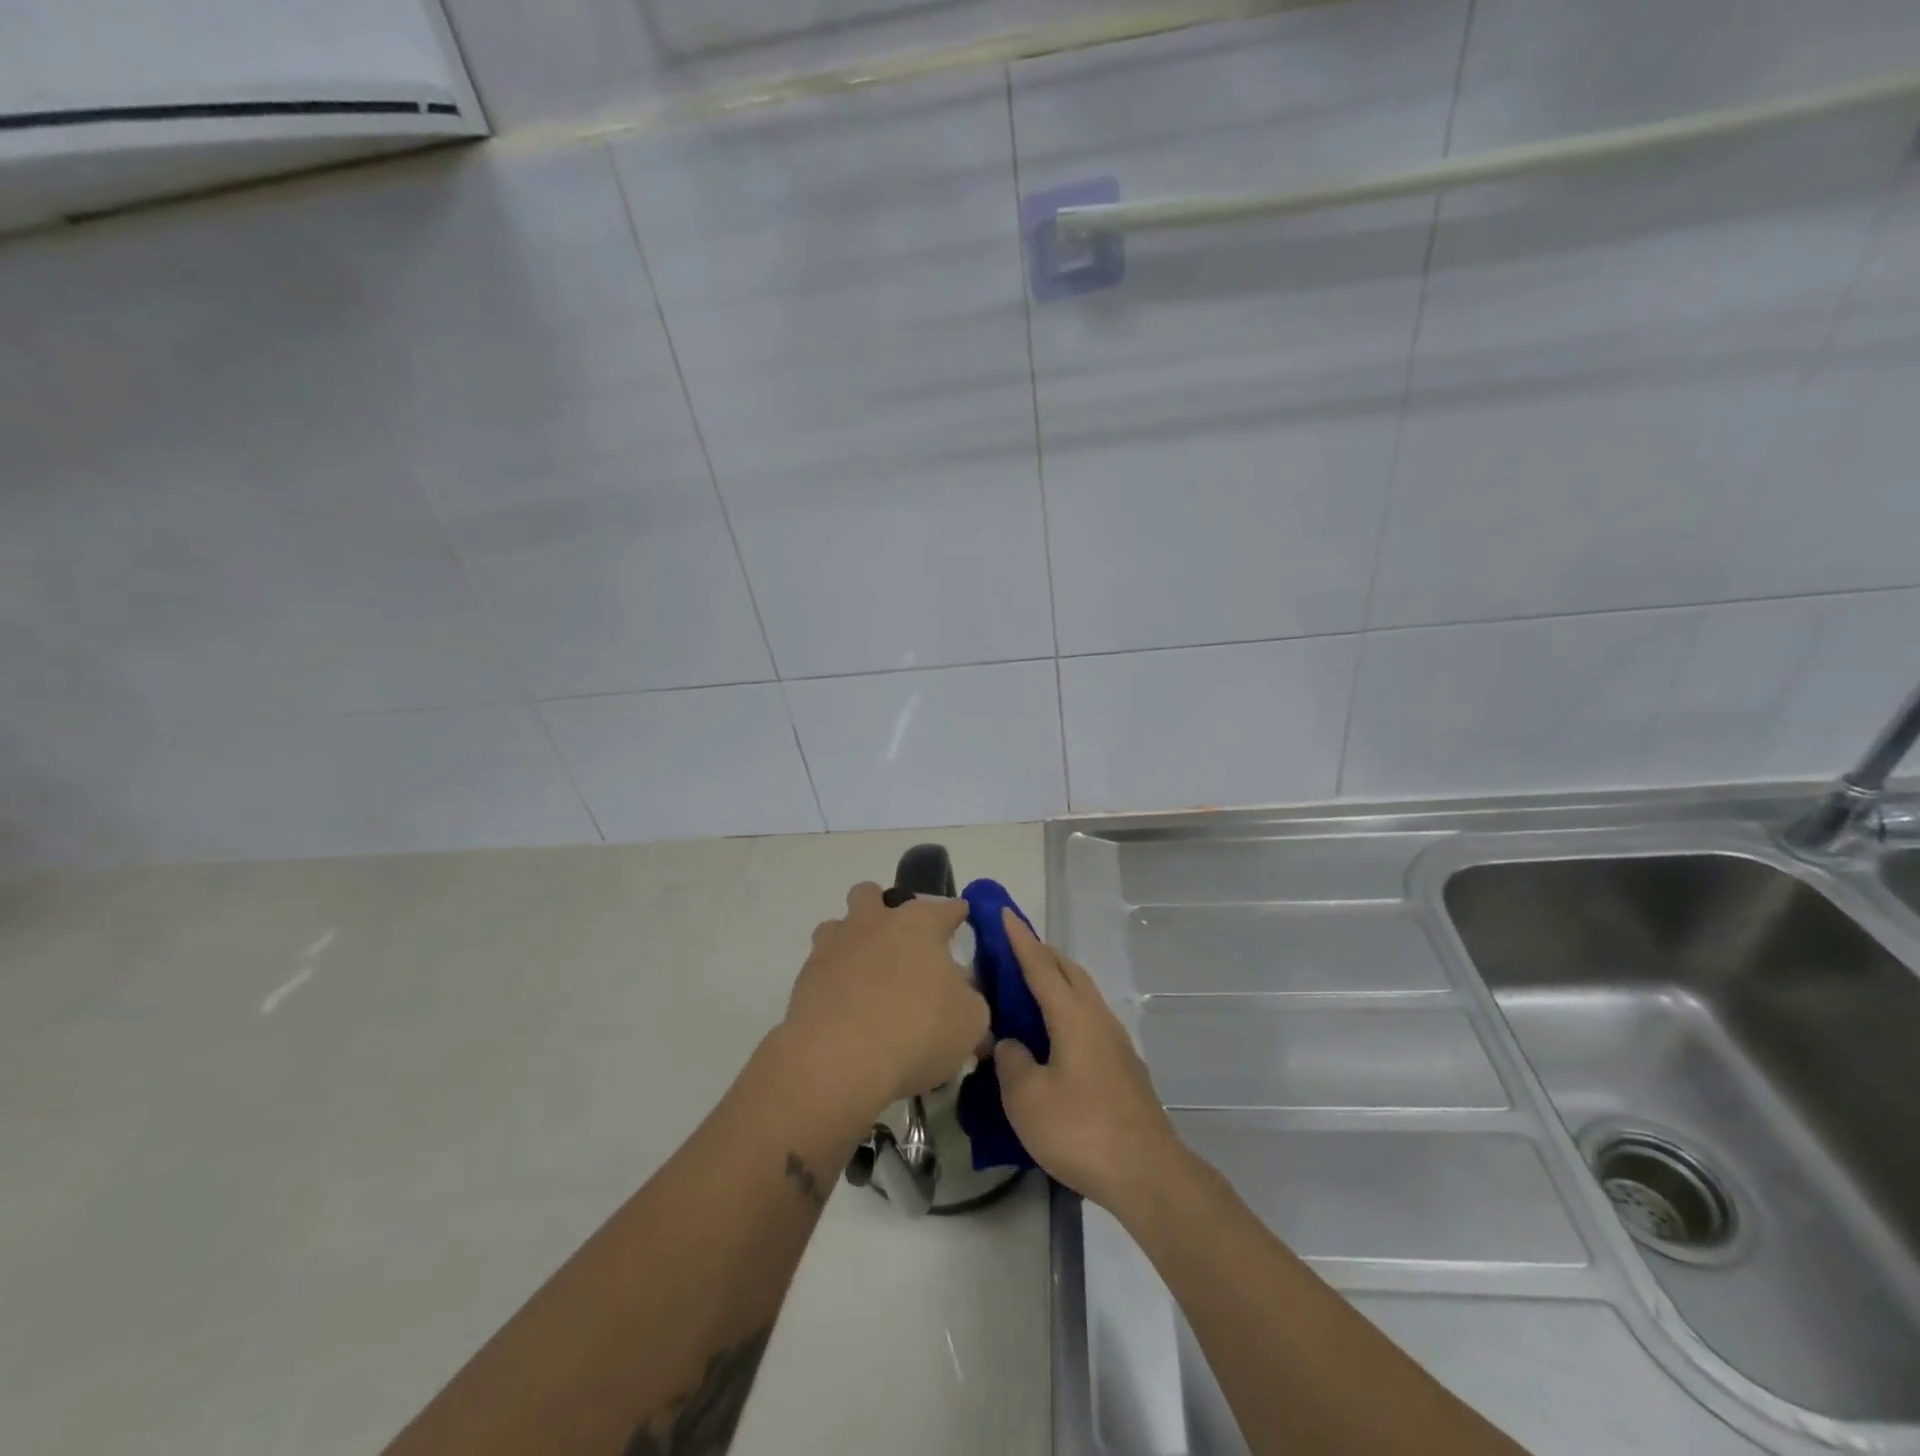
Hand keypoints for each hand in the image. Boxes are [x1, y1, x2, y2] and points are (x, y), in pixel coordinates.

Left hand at [782, 882, 988, 1116]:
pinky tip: (845, 1007)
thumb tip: (963, 995)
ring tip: (865, 974)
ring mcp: (834, 947)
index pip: (946, 907)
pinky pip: (820, 967)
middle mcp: (874, 923)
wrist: (838, 1060)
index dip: (956, 913)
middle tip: (900, 944)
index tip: (960, 920)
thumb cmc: (917, 1030)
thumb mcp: (970, 1021)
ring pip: (837, 925)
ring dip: (851, 941)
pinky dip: (833, 980)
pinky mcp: (805, 978)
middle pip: (873, 895)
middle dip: (884, 909)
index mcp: (919, 924)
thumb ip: (970, 1001)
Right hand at [993, 909, 1184, 1211]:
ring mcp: (1115, 1041)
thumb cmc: (1081, 1130)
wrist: (1147, 1173)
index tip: (1003, 912)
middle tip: (1012, 948)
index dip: (1019, 939)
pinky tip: (1054, 1033)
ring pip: (1082, 994)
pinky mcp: (1123, 1066)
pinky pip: (1089, 1017)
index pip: (1040, 966)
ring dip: (1057, 980)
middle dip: (1041, 954)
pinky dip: (1067, 1008)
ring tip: (1029, 987)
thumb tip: (1010, 1043)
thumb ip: (1011, 1061)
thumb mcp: (1027, 1099)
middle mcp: (1097, 1018)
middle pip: (1068, 972)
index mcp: (1072, 1016)